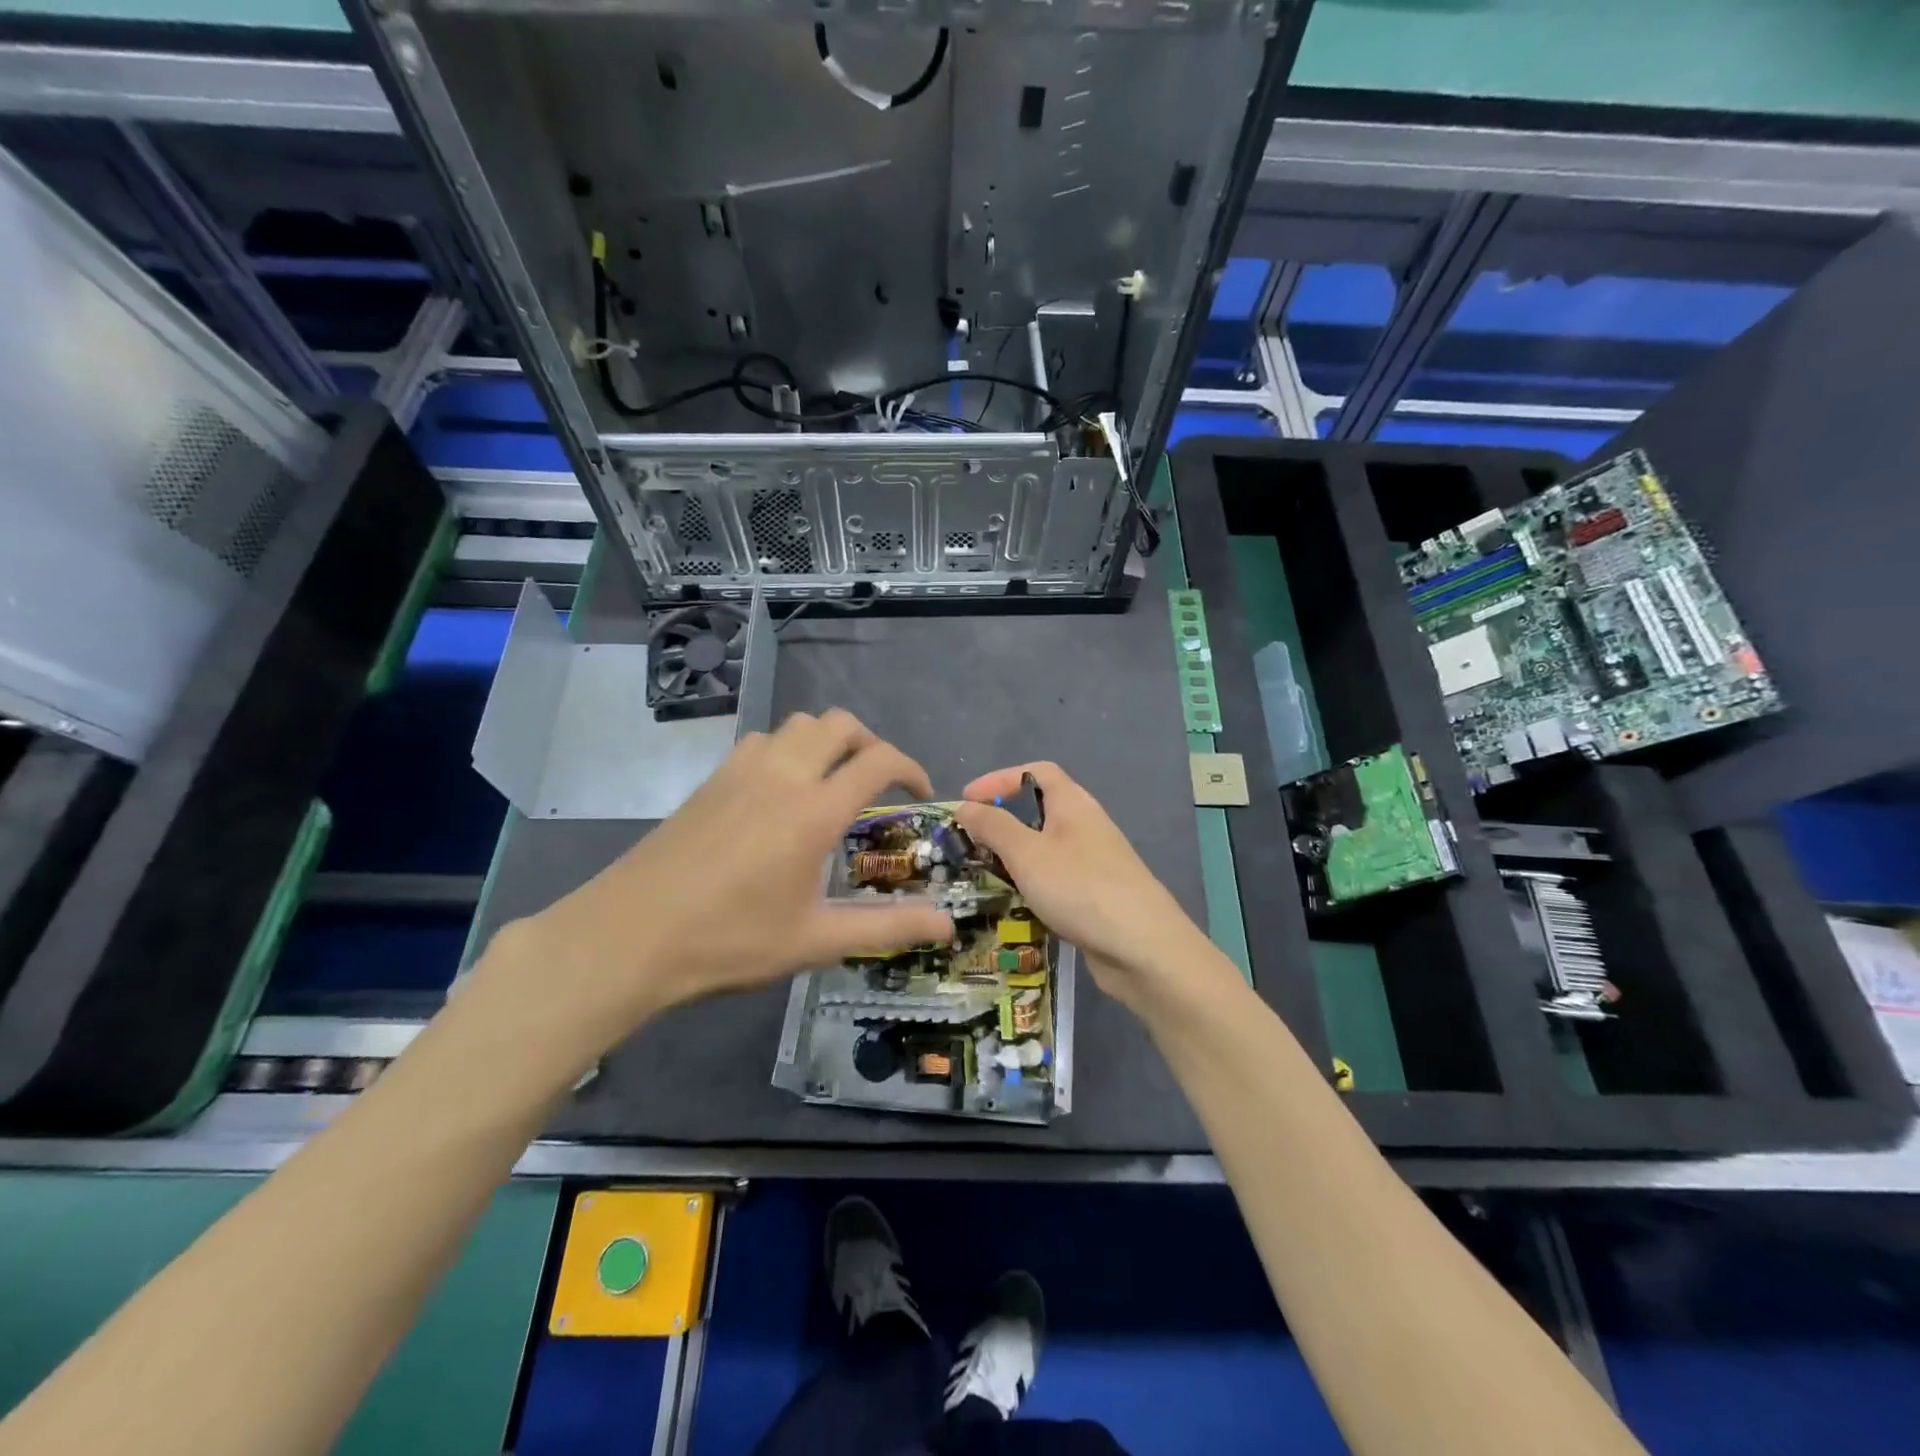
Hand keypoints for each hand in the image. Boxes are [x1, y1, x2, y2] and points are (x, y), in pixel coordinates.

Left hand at [481, 711, 953, 1059]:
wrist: (629, 936)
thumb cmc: (729, 941)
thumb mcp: (816, 941)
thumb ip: (887, 928)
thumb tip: (947, 924)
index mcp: (814, 811)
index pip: (879, 761)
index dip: (910, 769)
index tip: (919, 794)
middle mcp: (783, 775)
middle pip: (841, 724)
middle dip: (871, 744)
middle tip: (878, 784)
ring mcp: (742, 770)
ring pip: (799, 724)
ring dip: (827, 741)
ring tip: (832, 782)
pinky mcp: (712, 779)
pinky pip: (763, 739)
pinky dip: (788, 748)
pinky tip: (780, 790)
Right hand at [955, 762, 1218, 1014]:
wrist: (1143, 948)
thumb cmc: (1080, 888)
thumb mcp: (1027, 853)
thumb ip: (993, 826)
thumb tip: (965, 806)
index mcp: (1073, 804)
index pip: (1036, 772)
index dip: (999, 779)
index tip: (967, 800)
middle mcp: (1086, 826)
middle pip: (1040, 810)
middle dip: (1002, 822)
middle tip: (969, 842)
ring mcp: (1095, 863)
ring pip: (1046, 849)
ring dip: (1015, 857)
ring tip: (983, 874)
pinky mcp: (1097, 896)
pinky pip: (1056, 879)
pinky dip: (1032, 885)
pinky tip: (1016, 905)